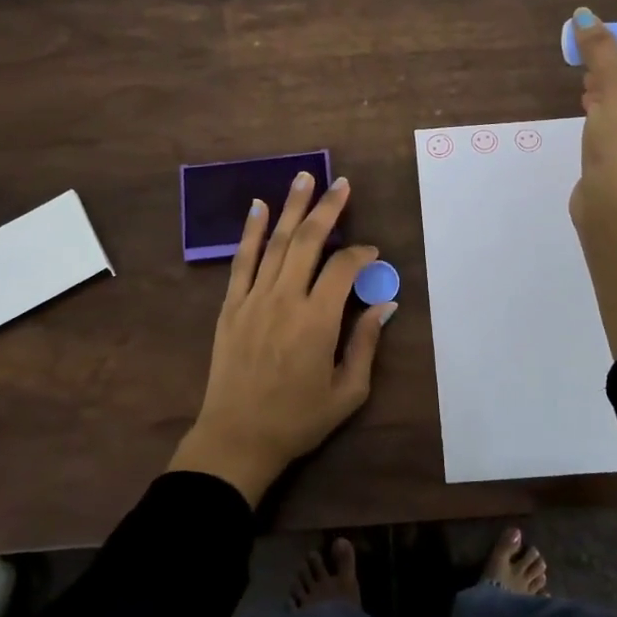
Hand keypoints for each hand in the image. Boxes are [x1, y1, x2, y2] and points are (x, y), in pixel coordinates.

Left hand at [168, 171, 396, 505]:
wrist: (237, 438)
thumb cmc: (298, 419)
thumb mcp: (347, 392)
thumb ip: (366, 343)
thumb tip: (385, 304)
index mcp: (317, 321)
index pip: (343, 269)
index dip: (361, 255)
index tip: (373, 254)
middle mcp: (285, 299)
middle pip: (308, 242)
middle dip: (328, 209)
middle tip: (341, 183)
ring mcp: (254, 299)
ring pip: (276, 243)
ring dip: (292, 208)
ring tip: (304, 177)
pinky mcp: (231, 305)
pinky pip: (242, 260)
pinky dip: (250, 231)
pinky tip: (259, 206)